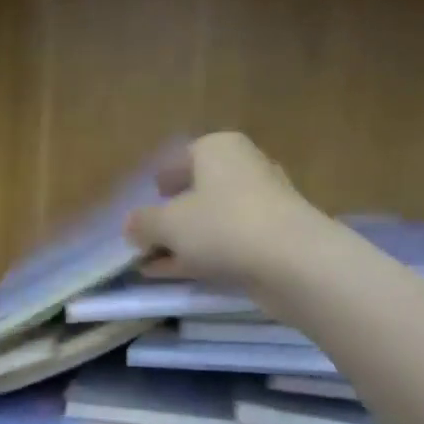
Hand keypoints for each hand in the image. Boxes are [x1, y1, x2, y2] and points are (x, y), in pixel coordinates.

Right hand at [124, 133, 325, 293]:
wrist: (292, 261)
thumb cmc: (221, 226)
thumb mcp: (167, 224)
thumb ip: (143, 223)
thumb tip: (131, 225)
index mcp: (218, 149)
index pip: (182, 157)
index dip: (162, 178)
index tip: (149, 196)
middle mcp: (243, 168)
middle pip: (198, 190)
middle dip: (172, 213)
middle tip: (147, 234)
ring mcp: (262, 205)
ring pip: (211, 221)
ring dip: (183, 240)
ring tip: (153, 262)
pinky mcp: (272, 239)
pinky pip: (226, 244)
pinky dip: (201, 256)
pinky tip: (175, 274)